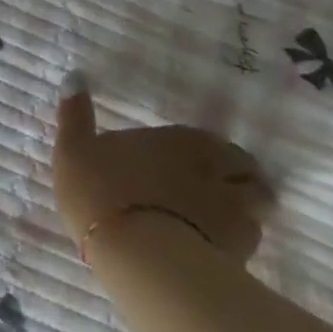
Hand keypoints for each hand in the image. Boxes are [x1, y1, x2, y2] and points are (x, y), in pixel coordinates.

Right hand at [54, 81, 271, 263]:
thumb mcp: (74, 148)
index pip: (211, 141)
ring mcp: (234, 212)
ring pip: (258, 206)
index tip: (193, 162)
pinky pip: (250, 242)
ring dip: (246, 210)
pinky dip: (238, 242)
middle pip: (246, 170)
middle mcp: (215, 169)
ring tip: (222, 221)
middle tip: (215, 189)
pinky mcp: (241, 254)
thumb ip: (75, 115)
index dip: (205, 152)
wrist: (135, 255)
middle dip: (238, 177)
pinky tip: (215, 249)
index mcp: (180, 139)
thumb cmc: (102, 191)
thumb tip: (74, 76)